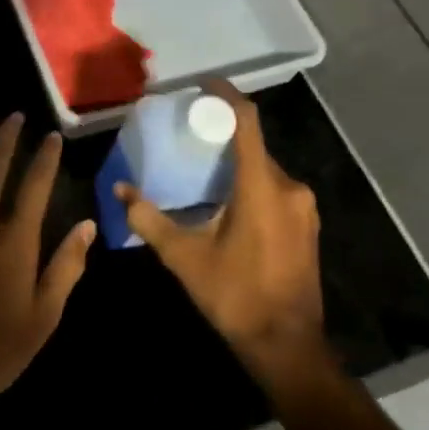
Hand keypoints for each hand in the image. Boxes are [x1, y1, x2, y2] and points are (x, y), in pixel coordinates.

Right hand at [116, 82, 324, 371]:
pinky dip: (250, 182)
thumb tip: (121, 191)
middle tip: (190, 133)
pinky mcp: (307, 225)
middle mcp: (289, 187)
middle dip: (224, 134)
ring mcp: (304, 207)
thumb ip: (150, 219)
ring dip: (236, 162)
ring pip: (265, 168)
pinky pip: (276, 188)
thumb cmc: (235, 295)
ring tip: (202, 166)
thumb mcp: (185, 257)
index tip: (202, 85)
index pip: (247, 122)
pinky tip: (226, 200)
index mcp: (261, 187)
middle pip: (254, 145)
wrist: (288, 344)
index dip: (226, 96)